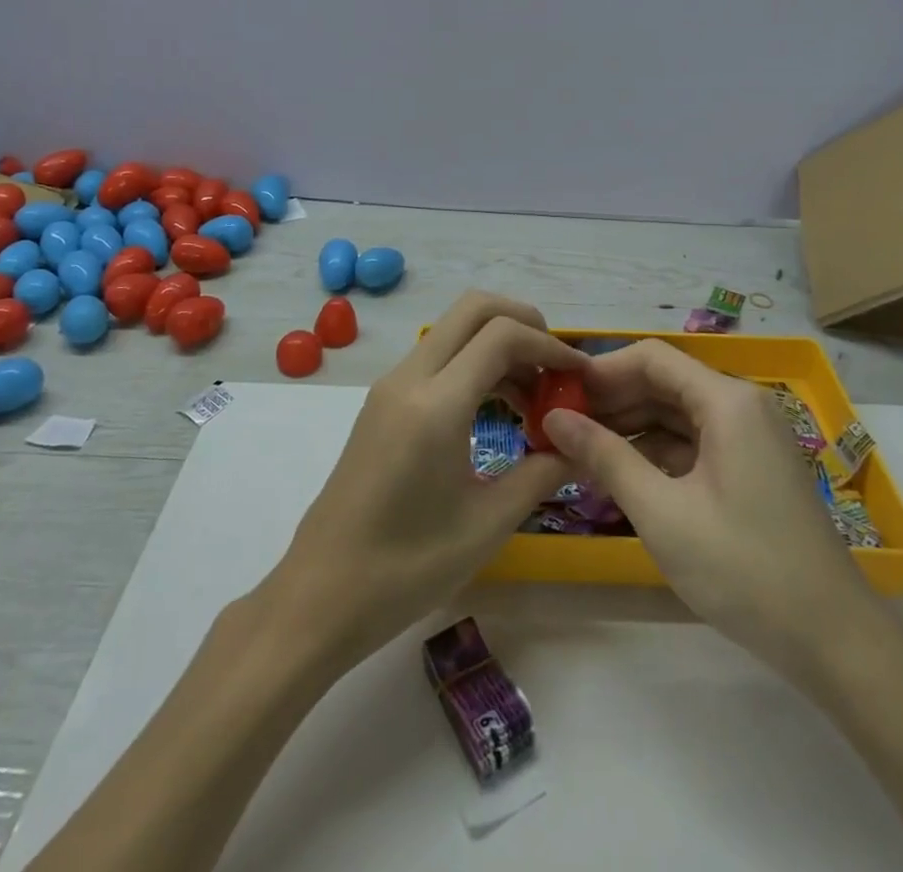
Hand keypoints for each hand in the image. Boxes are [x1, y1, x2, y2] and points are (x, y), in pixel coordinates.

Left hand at [257, 292, 583, 674]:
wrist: (320, 594)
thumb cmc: (406, 568)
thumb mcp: (487, 524)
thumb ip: (541, 473)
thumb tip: (582, 447)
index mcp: (435, 405)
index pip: (501, 335)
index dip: (549, 345)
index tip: (580, 376)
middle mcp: (409, 379)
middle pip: (473, 308)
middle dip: (524, 322)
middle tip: (556, 367)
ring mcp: (391, 386)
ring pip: (454, 329)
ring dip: (499, 344)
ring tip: (534, 398)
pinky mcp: (383, 402)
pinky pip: (437, 357)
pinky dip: (474, 363)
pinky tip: (497, 410)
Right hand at [542, 340, 889, 690]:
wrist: (833, 642)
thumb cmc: (743, 569)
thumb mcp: (661, 512)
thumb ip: (605, 457)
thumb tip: (554, 418)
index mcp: (727, 401)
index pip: (651, 357)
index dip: (601, 371)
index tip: (559, 396)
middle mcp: (742, 405)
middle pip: (664, 382)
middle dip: (612, 401)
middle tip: (562, 428)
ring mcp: (751, 437)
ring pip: (677, 413)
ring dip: (631, 427)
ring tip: (583, 452)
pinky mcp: (753, 467)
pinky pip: (695, 441)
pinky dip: (658, 451)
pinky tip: (625, 475)